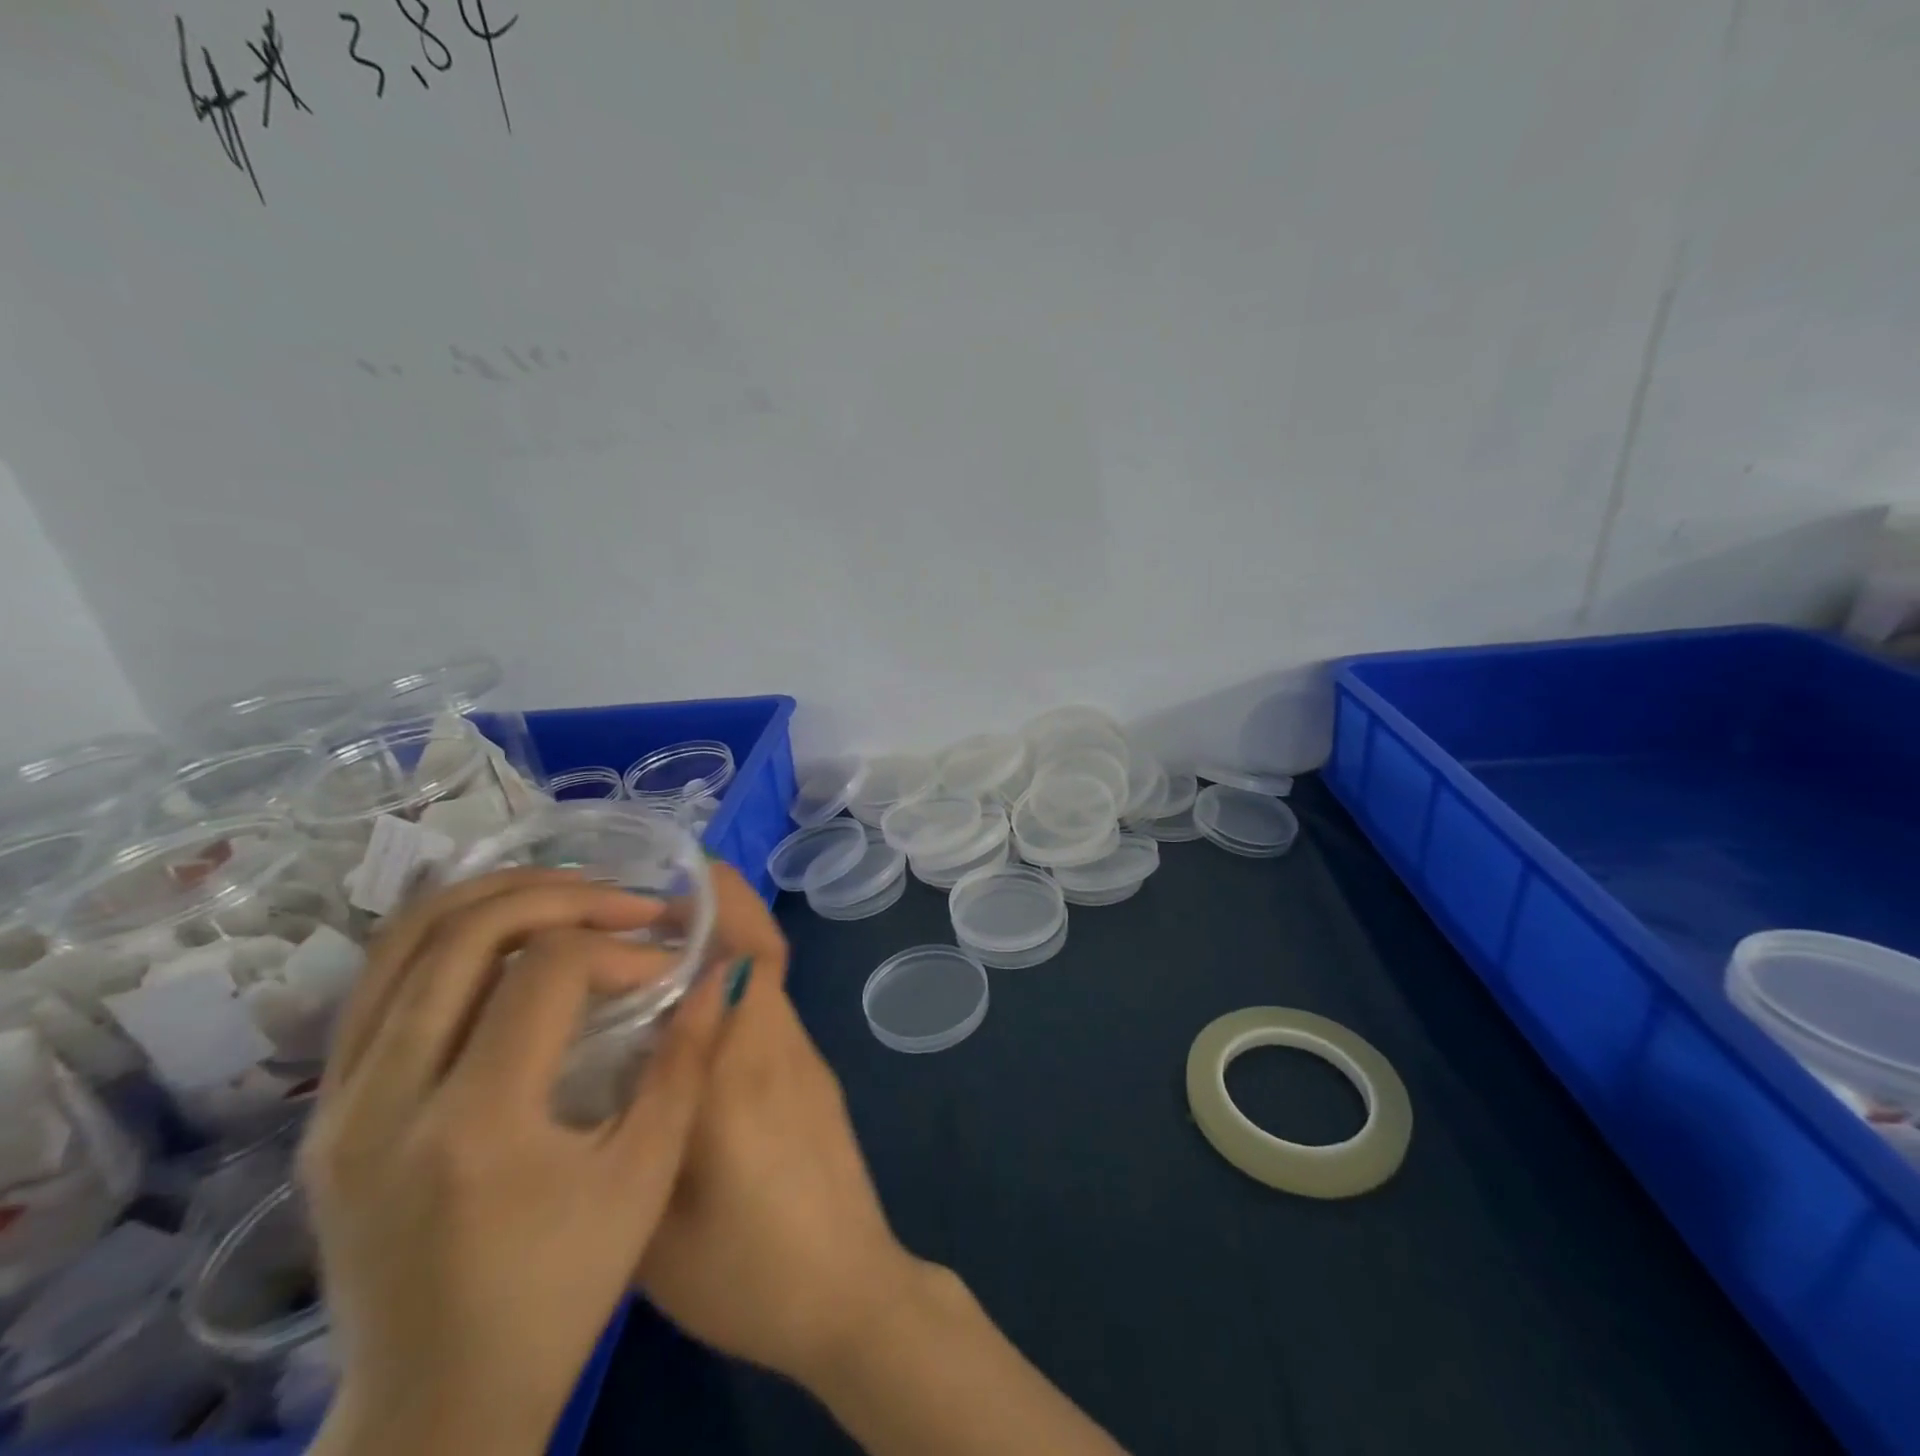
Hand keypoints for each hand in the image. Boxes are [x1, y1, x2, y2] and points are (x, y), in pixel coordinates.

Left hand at [304, 870, 726, 1455]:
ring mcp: (338, 1105)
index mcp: (475, 1124)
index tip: (663, 965)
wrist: (434, 1407)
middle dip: (559, 896)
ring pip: (402, 943)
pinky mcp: (322, 1115)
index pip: (546, 972)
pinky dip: (443, 934)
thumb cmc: (558, 1293)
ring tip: (567, 893)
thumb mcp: (645, 1177)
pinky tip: (500, 928)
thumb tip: (723, 972)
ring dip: (494, 898)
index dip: (618, 947)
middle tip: (623, 900)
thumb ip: (686, 1061)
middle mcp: (385, 1100)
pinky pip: (376, 984)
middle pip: (463, 934)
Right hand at [636, 871, 927, 1388]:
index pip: (749, 959)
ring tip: (656, 958)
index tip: (684, 871)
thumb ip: (629, 1134)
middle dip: (720, 911)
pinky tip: (690, 1025)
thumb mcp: (653, 1222)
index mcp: (740, 1070)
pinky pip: (771, 1013)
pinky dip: (736, 993)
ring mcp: (806, 1060)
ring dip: (726, 951)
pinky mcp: (816, 1079)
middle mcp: (779, 1046)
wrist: (847, 1294)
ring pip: (767, 980)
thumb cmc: (746, 1272)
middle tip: (653, 904)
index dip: (725, 904)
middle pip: (762, 954)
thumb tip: (599, 1070)